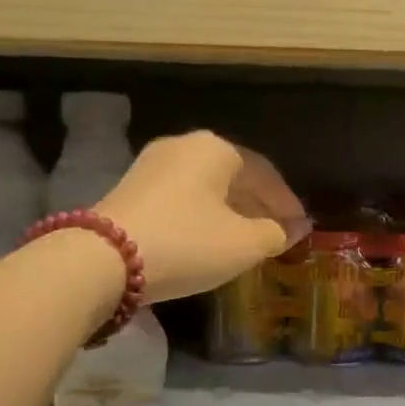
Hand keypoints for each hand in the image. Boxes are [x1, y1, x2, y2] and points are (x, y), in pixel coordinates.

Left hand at [96, 132, 309, 302]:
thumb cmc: (188, 243)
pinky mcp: (131, 189)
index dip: (286, 202)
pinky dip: (203, 216)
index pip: (265, 172)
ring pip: (206, 187)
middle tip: (277, 233)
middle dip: (258, 206)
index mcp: (217, 149)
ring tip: (246, 239)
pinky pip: (182, 198)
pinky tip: (209, 240)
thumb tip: (293, 229)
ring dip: (231, 212)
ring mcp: (152, 165)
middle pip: (234, 176)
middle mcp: (184, 146)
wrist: (104, 259)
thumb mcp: (244, 244)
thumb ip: (275, 233)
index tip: (300, 227)